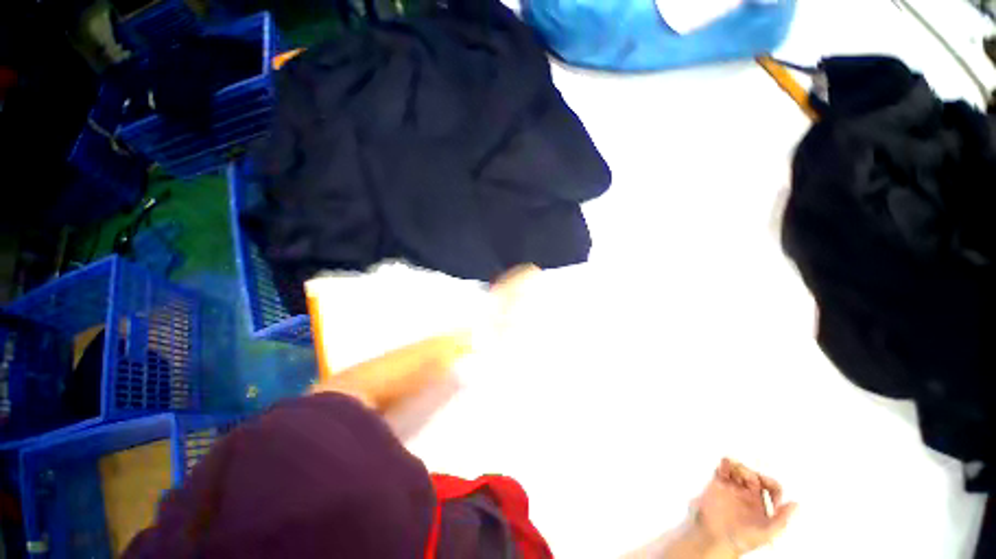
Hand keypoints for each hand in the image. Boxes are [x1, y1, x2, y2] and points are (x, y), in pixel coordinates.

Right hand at [692, 458, 796, 555]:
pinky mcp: (718, 485)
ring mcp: (733, 490)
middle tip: (747, 476)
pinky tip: (726, 464)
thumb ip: (781, 520)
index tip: (763, 480)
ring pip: (739, 470)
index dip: (770, 481)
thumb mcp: (766, 533)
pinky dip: (725, 463)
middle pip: (755, 476)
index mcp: (763, 506)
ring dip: (739, 466)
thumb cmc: (740, 540)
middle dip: (751, 472)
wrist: (714, 538)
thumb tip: (796, 504)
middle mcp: (749, 496)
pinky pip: (722, 469)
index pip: (772, 488)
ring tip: (735, 469)